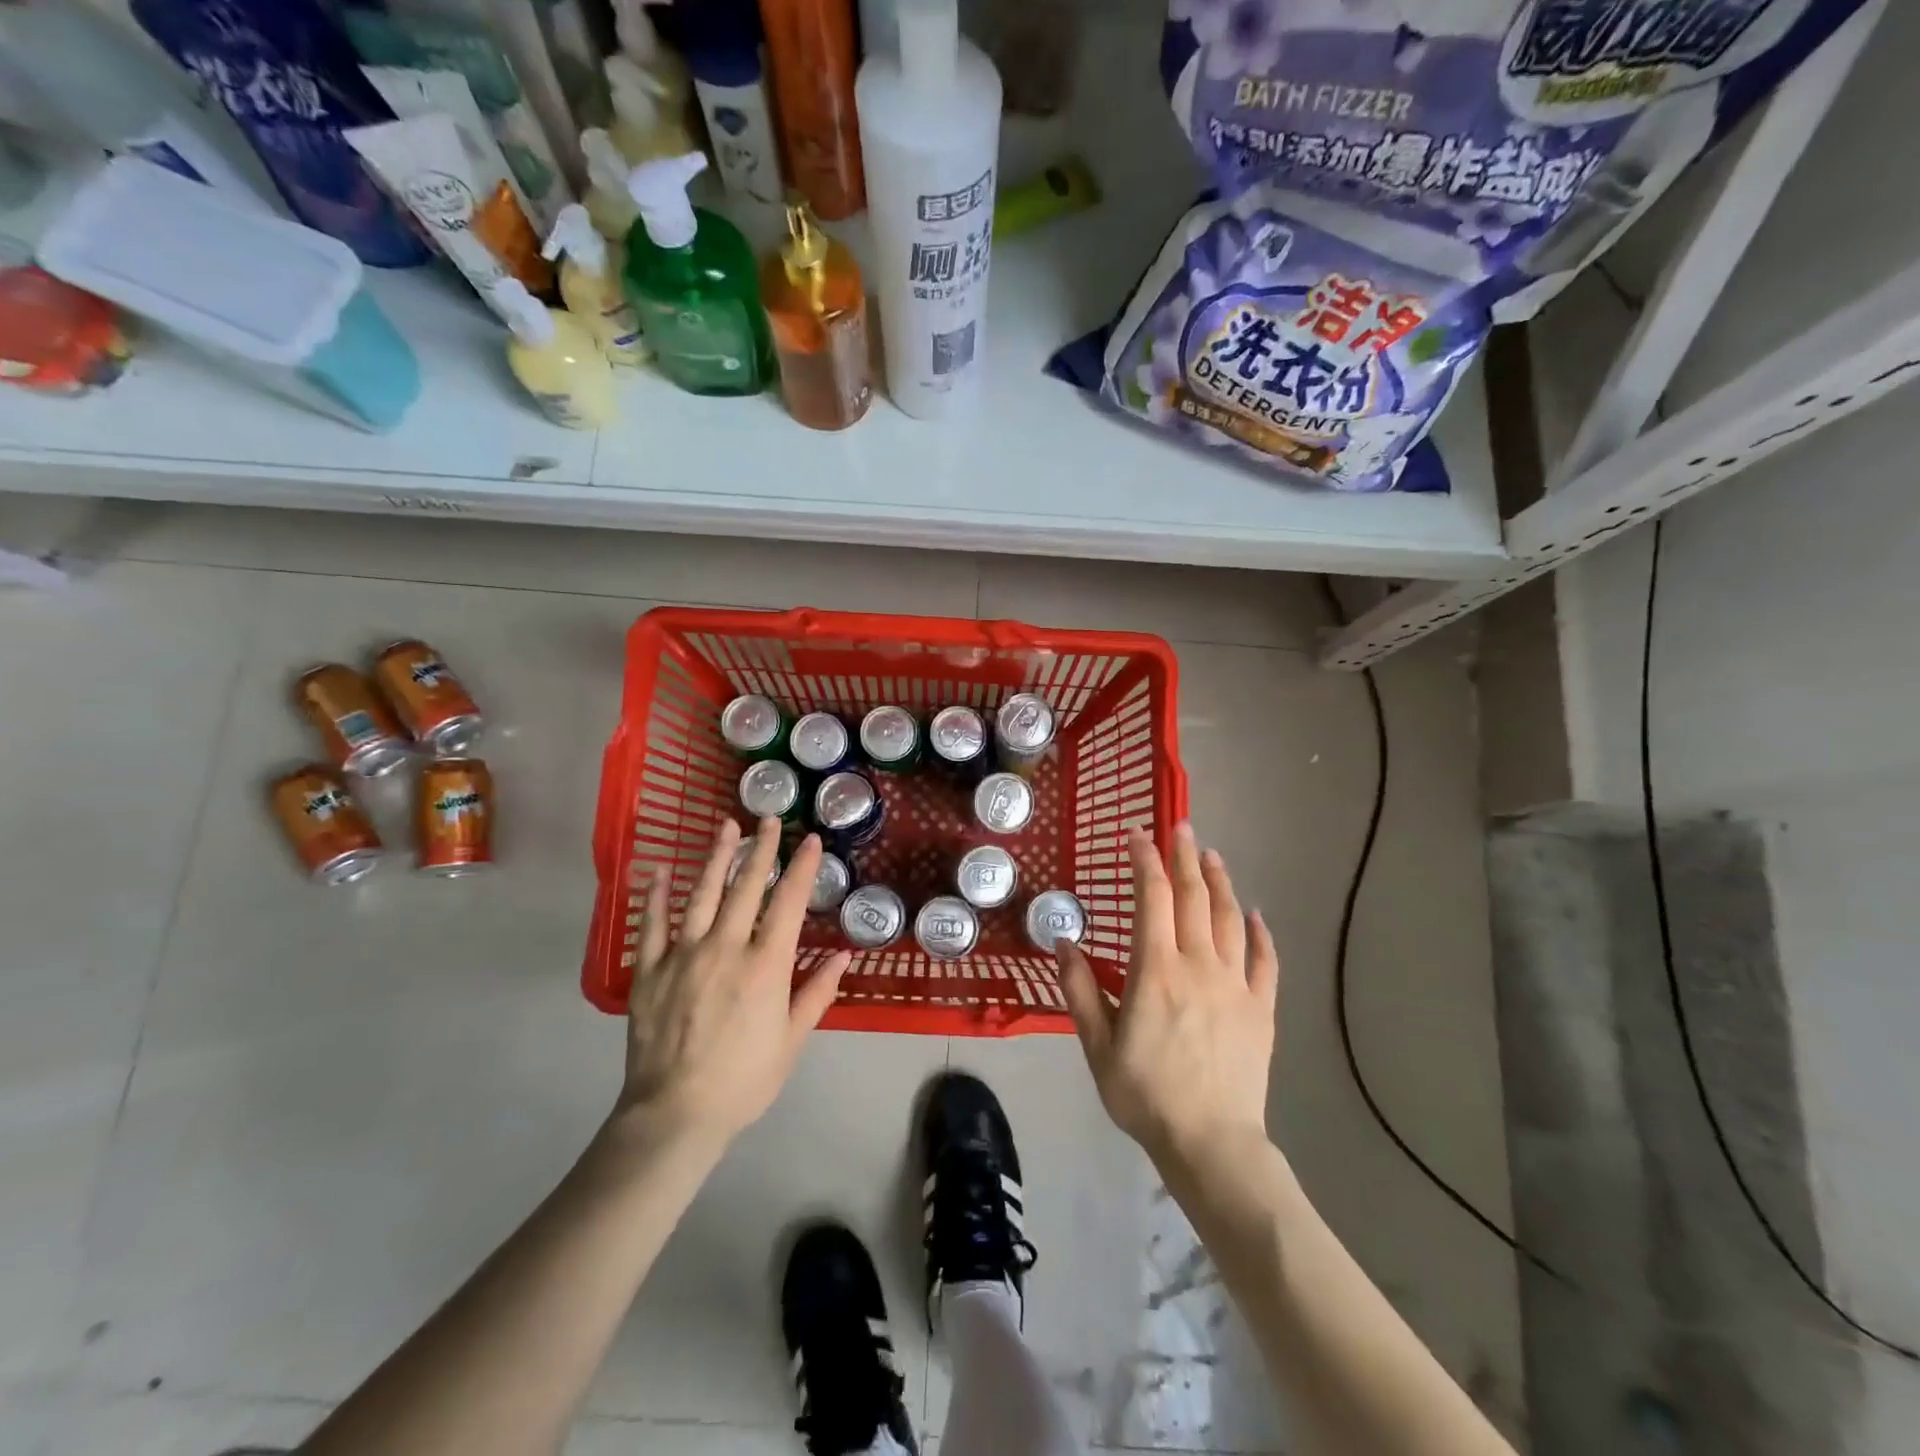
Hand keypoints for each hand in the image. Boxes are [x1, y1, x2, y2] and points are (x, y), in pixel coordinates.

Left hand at [616, 818, 849, 1146]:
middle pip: (746, 887)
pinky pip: (652, 924)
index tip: (809, 840)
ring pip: (701, 894)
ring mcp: (683, 955)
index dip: (801, 868)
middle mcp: (726, 948)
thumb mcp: (792, 1040)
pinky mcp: (649, 971)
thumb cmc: (744, 1079)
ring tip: (725, 827)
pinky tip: (658, 869)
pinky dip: (656, 895)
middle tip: (768, 819)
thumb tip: (843, 956)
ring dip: (716, 858)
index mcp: (765, 965)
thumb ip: (816, 993)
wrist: (676, 1114)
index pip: (788, 903)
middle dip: (761, 849)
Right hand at [1058, 824, 1278, 1168]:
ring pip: (1230, 919)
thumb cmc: (1145, 1094)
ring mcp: (1235, 985)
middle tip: (1181, 826)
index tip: (1138, 834)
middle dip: (1185, 856)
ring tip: (1212, 856)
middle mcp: (1198, 965)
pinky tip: (1255, 914)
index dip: (1145, 860)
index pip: (1152, 898)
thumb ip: (1081, 990)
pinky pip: (1265, 961)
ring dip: (1220, 882)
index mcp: (1156, 970)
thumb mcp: (1097, 1046)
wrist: (1211, 1143)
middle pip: (1194, 897)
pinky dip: (1260, 933)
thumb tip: (1063, 942)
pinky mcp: (1260, 1009)